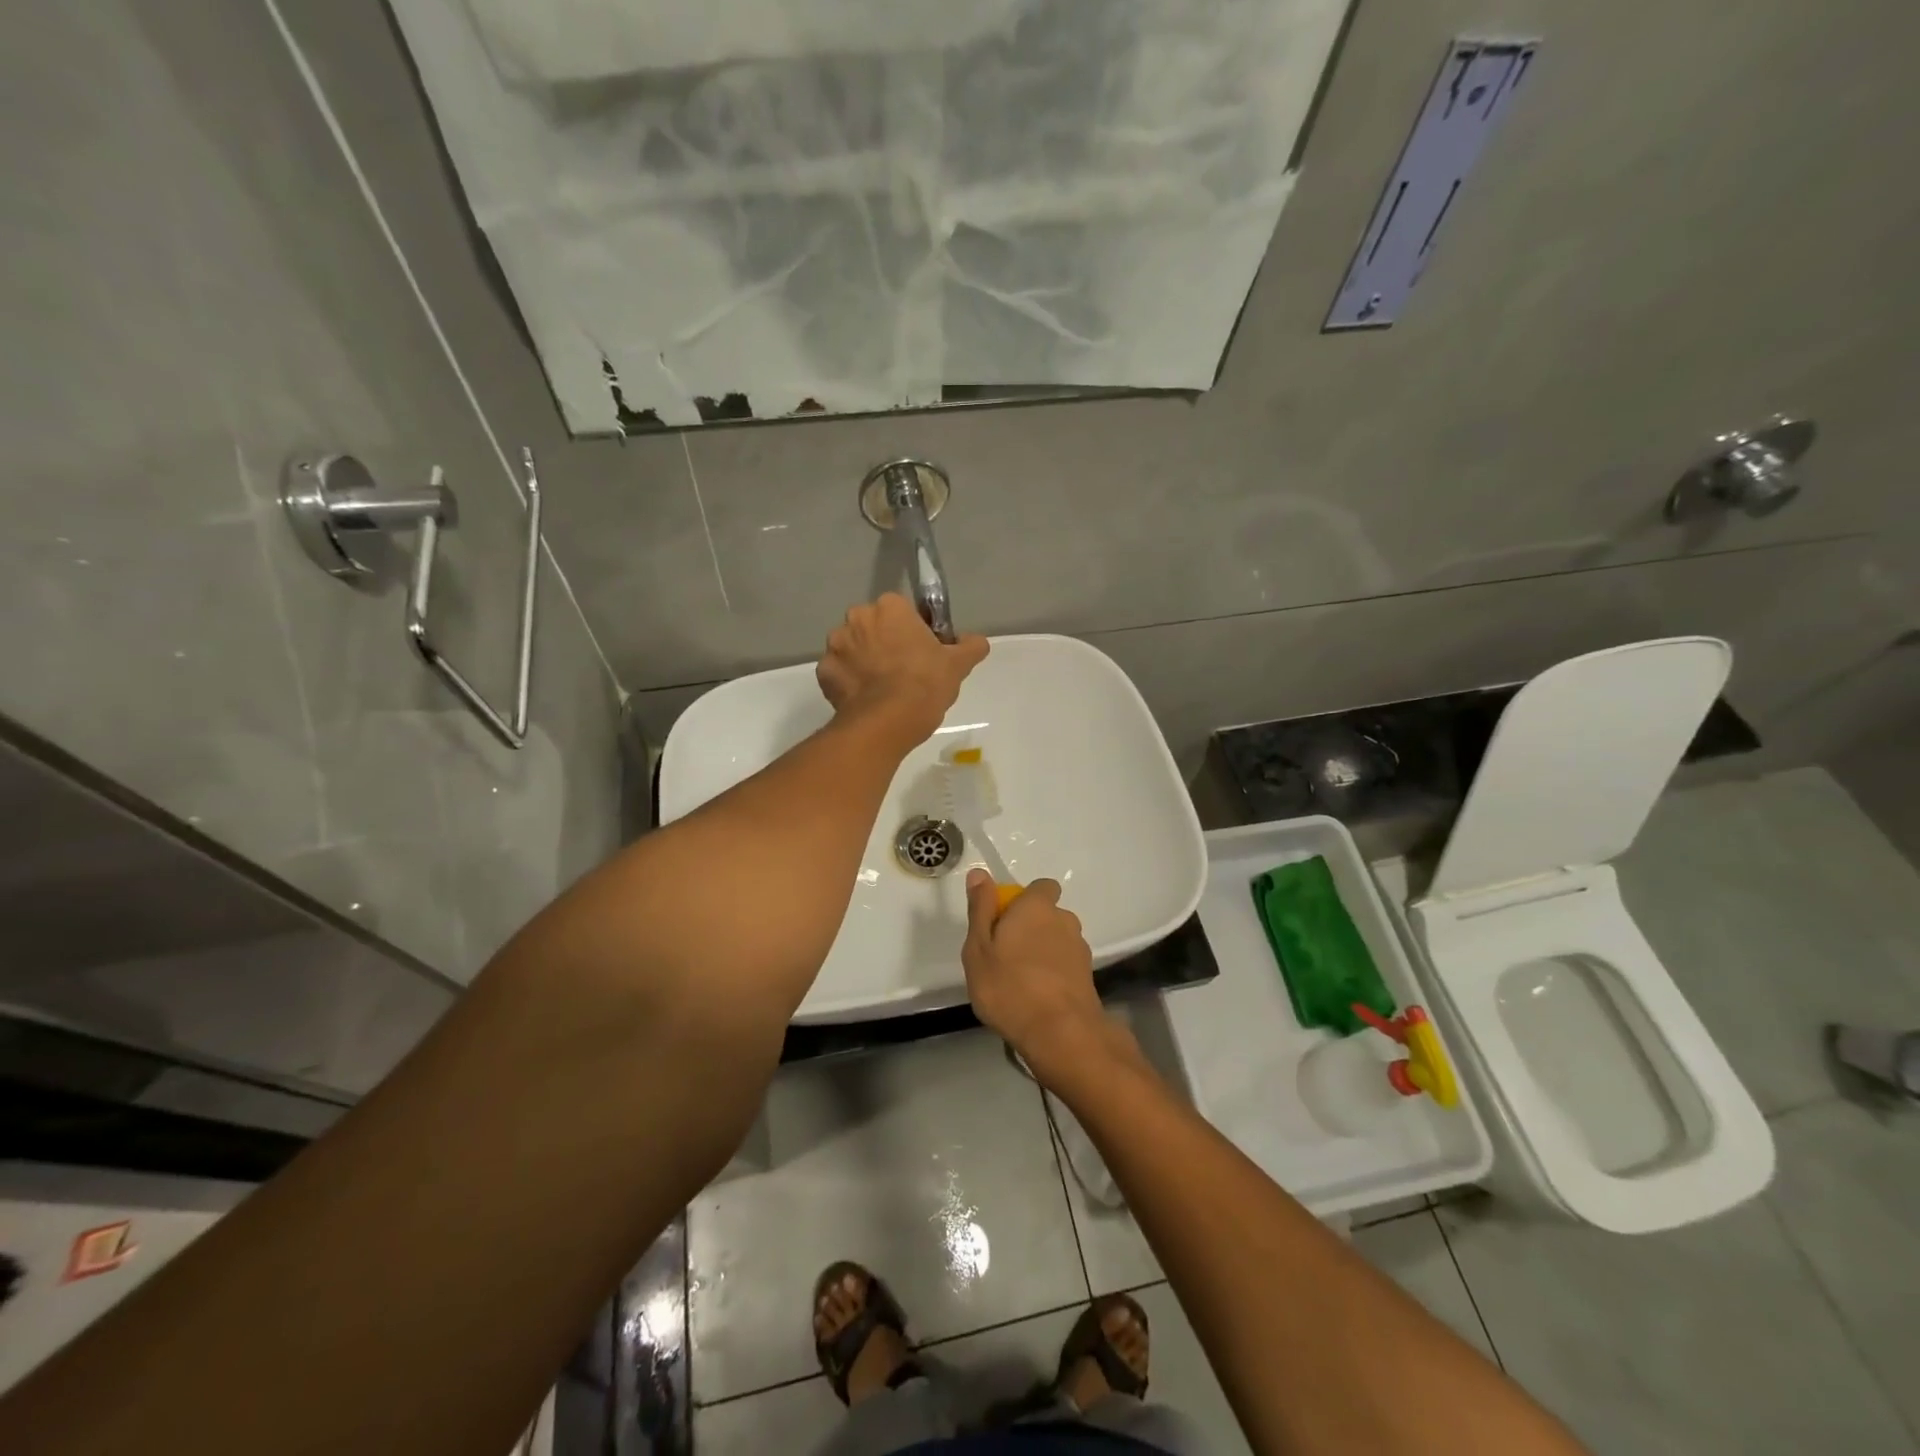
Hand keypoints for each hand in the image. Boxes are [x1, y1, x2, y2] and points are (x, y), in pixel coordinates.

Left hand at [817, 594, 988, 747]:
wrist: (886, 723)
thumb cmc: (924, 685)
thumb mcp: (957, 665)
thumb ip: (970, 646)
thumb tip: (977, 642)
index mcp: (889, 607)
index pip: (901, 611)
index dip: (913, 631)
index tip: (922, 653)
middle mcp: (857, 618)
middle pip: (873, 626)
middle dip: (884, 642)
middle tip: (903, 671)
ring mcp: (835, 645)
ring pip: (853, 648)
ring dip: (864, 661)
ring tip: (882, 689)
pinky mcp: (823, 672)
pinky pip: (839, 673)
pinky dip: (849, 682)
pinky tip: (865, 700)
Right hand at [962, 870, 1110, 1083]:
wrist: (1061, 1034)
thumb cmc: (1009, 986)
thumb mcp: (978, 948)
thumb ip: (980, 909)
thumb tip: (979, 874)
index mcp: (1037, 907)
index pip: (1041, 886)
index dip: (1024, 899)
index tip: (1004, 921)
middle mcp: (1064, 920)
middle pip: (1047, 915)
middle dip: (1031, 928)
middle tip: (1004, 956)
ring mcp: (1080, 949)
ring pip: (1057, 941)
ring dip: (1042, 953)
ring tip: (1020, 982)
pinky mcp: (1087, 977)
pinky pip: (1065, 966)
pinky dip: (1053, 975)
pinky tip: (1037, 999)